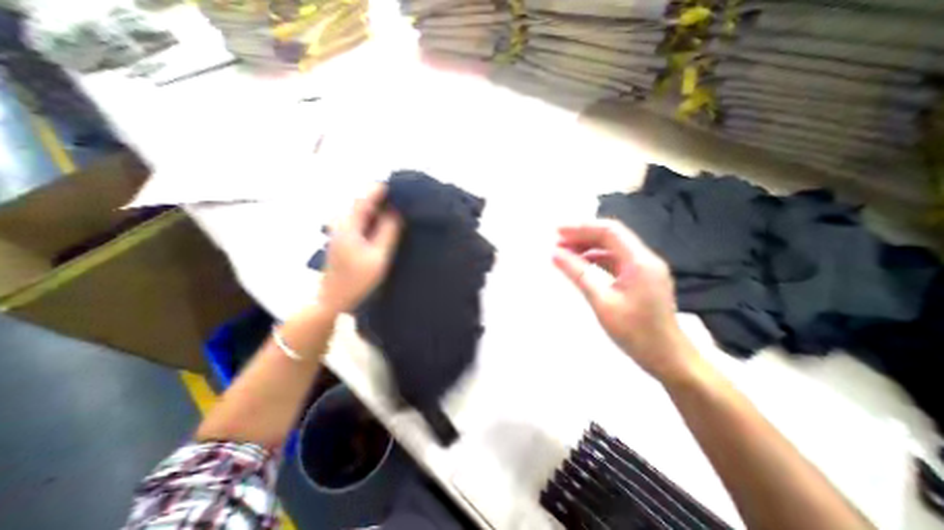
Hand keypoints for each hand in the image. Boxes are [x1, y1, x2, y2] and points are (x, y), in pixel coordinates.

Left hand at [318, 184, 401, 313]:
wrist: (333, 299)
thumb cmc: (357, 280)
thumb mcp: (378, 256)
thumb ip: (388, 232)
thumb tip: (397, 212)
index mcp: (348, 225)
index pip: (365, 198)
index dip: (382, 190)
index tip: (401, 187)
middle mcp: (342, 223)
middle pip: (364, 202)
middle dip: (384, 199)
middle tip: (406, 201)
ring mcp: (342, 230)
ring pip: (364, 212)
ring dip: (381, 209)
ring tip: (401, 211)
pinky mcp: (346, 238)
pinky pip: (363, 221)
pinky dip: (376, 219)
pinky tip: (389, 225)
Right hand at [555, 221, 699, 382]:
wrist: (668, 358)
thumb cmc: (635, 332)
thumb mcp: (601, 302)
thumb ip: (578, 274)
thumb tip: (556, 254)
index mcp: (640, 261)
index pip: (609, 231)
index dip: (582, 228)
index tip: (558, 231)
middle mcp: (645, 259)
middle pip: (611, 236)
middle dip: (583, 235)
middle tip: (557, 241)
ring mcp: (644, 269)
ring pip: (613, 248)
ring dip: (589, 246)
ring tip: (565, 251)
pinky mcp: (641, 278)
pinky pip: (616, 260)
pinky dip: (597, 258)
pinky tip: (582, 263)